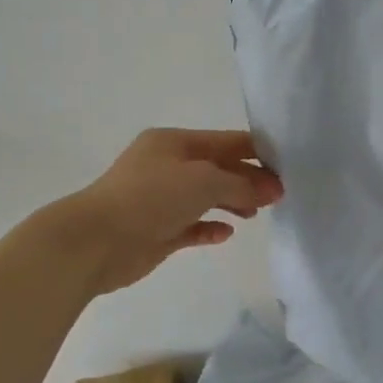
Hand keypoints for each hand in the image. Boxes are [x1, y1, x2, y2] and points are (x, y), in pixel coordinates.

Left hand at [46, 128, 283, 294]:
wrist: (95, 242)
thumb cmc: (151, 198)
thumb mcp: (204, 181)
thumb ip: (242, 184)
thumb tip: (272, 190)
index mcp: (174, 143)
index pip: (227, 141)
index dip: (257, 153)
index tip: (287, 169)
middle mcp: (167, 166)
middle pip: (219, 169)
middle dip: (248, 180)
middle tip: (278, 197)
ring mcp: (161, 199)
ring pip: (207, 197)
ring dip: (233, 203)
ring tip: (255, 215)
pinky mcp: (158, 230)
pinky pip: (193, 225)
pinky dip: (211, 227)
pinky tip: (225, 234)